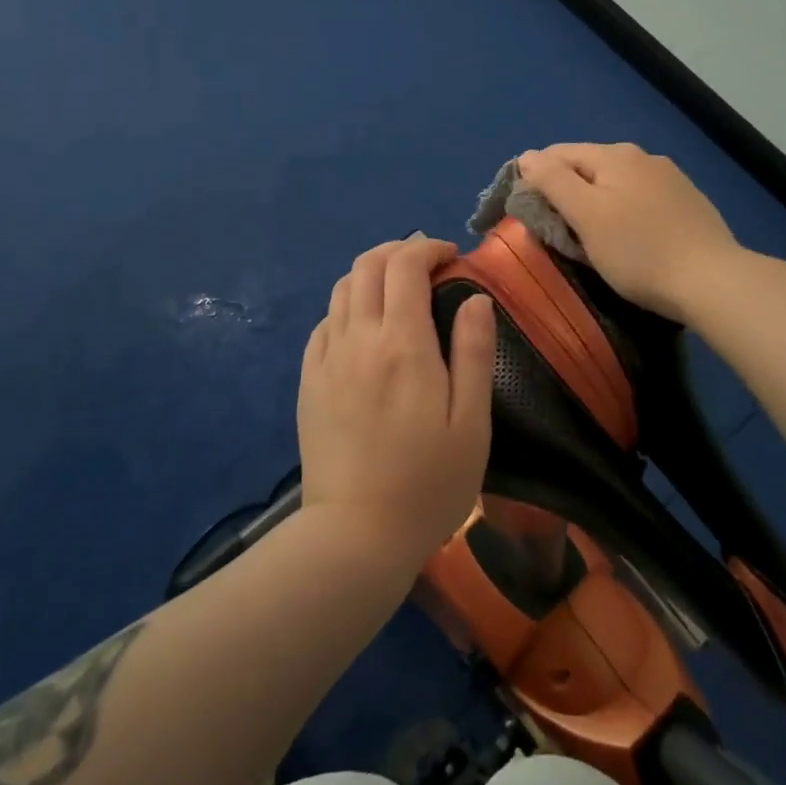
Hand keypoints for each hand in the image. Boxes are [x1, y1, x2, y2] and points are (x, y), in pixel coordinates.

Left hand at [297, 237, 496, 567]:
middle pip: (367, 265)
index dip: (427, 248)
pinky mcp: (309, 380)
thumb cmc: (428, 483)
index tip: (451, 258)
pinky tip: (365, 327)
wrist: (355, 535)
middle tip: (426, 263)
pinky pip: (325, 322)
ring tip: (398, 289)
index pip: (405, 265)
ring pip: (342, 289)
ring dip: (371, 274)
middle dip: (398, 250)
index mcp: (403, 344)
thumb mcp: (471, 423)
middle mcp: (358, 338)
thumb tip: (477, 298)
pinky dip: (348, 306)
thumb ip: (473, 353)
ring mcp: (327, 358)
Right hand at [517, 143, 742, 323]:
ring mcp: (670, 179)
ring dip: (596, 203)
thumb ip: (553, 181)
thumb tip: (527, 156)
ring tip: (590, 237)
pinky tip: (629, 238)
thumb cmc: (638, 250)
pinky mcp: (688, 203)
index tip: (525, 213)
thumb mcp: (585, 215)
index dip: (534, 178)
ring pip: (616, 184)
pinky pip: (641, 200)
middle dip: (567, 192)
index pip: (558, 154)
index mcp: (615, 155)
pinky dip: (624, 212)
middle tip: (557, 231)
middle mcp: (644, 157)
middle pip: (588, 167)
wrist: (711, 280)